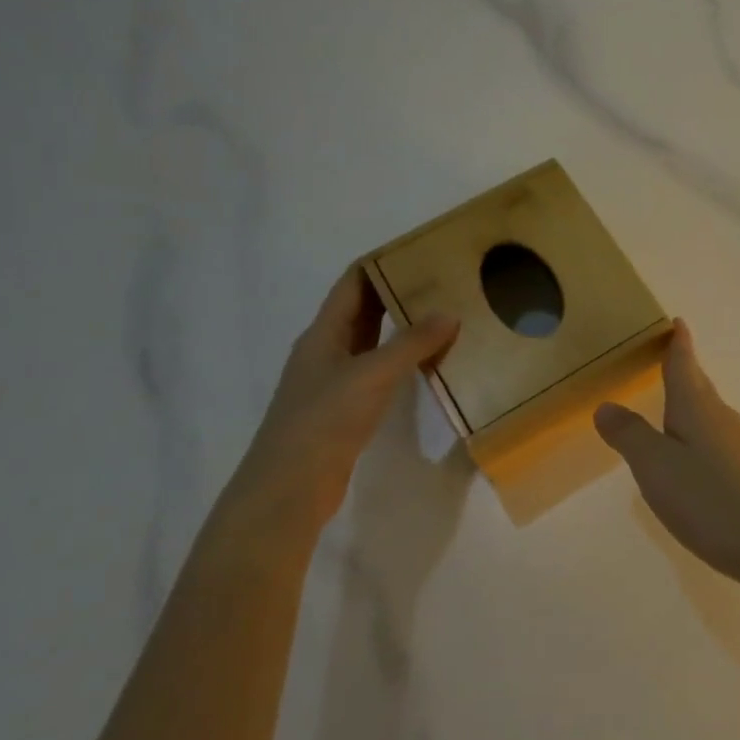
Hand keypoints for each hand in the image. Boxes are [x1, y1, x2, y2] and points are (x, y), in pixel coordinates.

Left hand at [238, 265, 457, 526]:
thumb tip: (450, 314)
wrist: (290, 487)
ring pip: (371, 342)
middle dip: (397, 293)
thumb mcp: (372, 374)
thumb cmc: (325, 419)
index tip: (419, 251)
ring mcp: (333, 382)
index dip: (381, 263)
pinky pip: (377, 372)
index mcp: (323, 333)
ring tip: (442, 316)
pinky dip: (401, 361)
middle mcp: (325, 351)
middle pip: (362, 310)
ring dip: (401, 328)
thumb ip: (411, 344)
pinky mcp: (344, 410)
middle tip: (441, 282)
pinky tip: (427, 364)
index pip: (352, 283)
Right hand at [594, 320, 739, 584]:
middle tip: (667, 355)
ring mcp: (737, 444)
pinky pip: (714, 436)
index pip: (684, 363)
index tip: (678, 322)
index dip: (679, 342)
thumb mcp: (655, 465)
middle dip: (683, 368)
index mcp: (696, 406)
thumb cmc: (707, 497)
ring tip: (672, 400)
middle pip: (698, 384)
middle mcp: (720, 416)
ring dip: (690, 400)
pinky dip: (697, 430)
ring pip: (708, 410)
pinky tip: (690, 452)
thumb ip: (629, 434)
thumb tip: (606, 404)